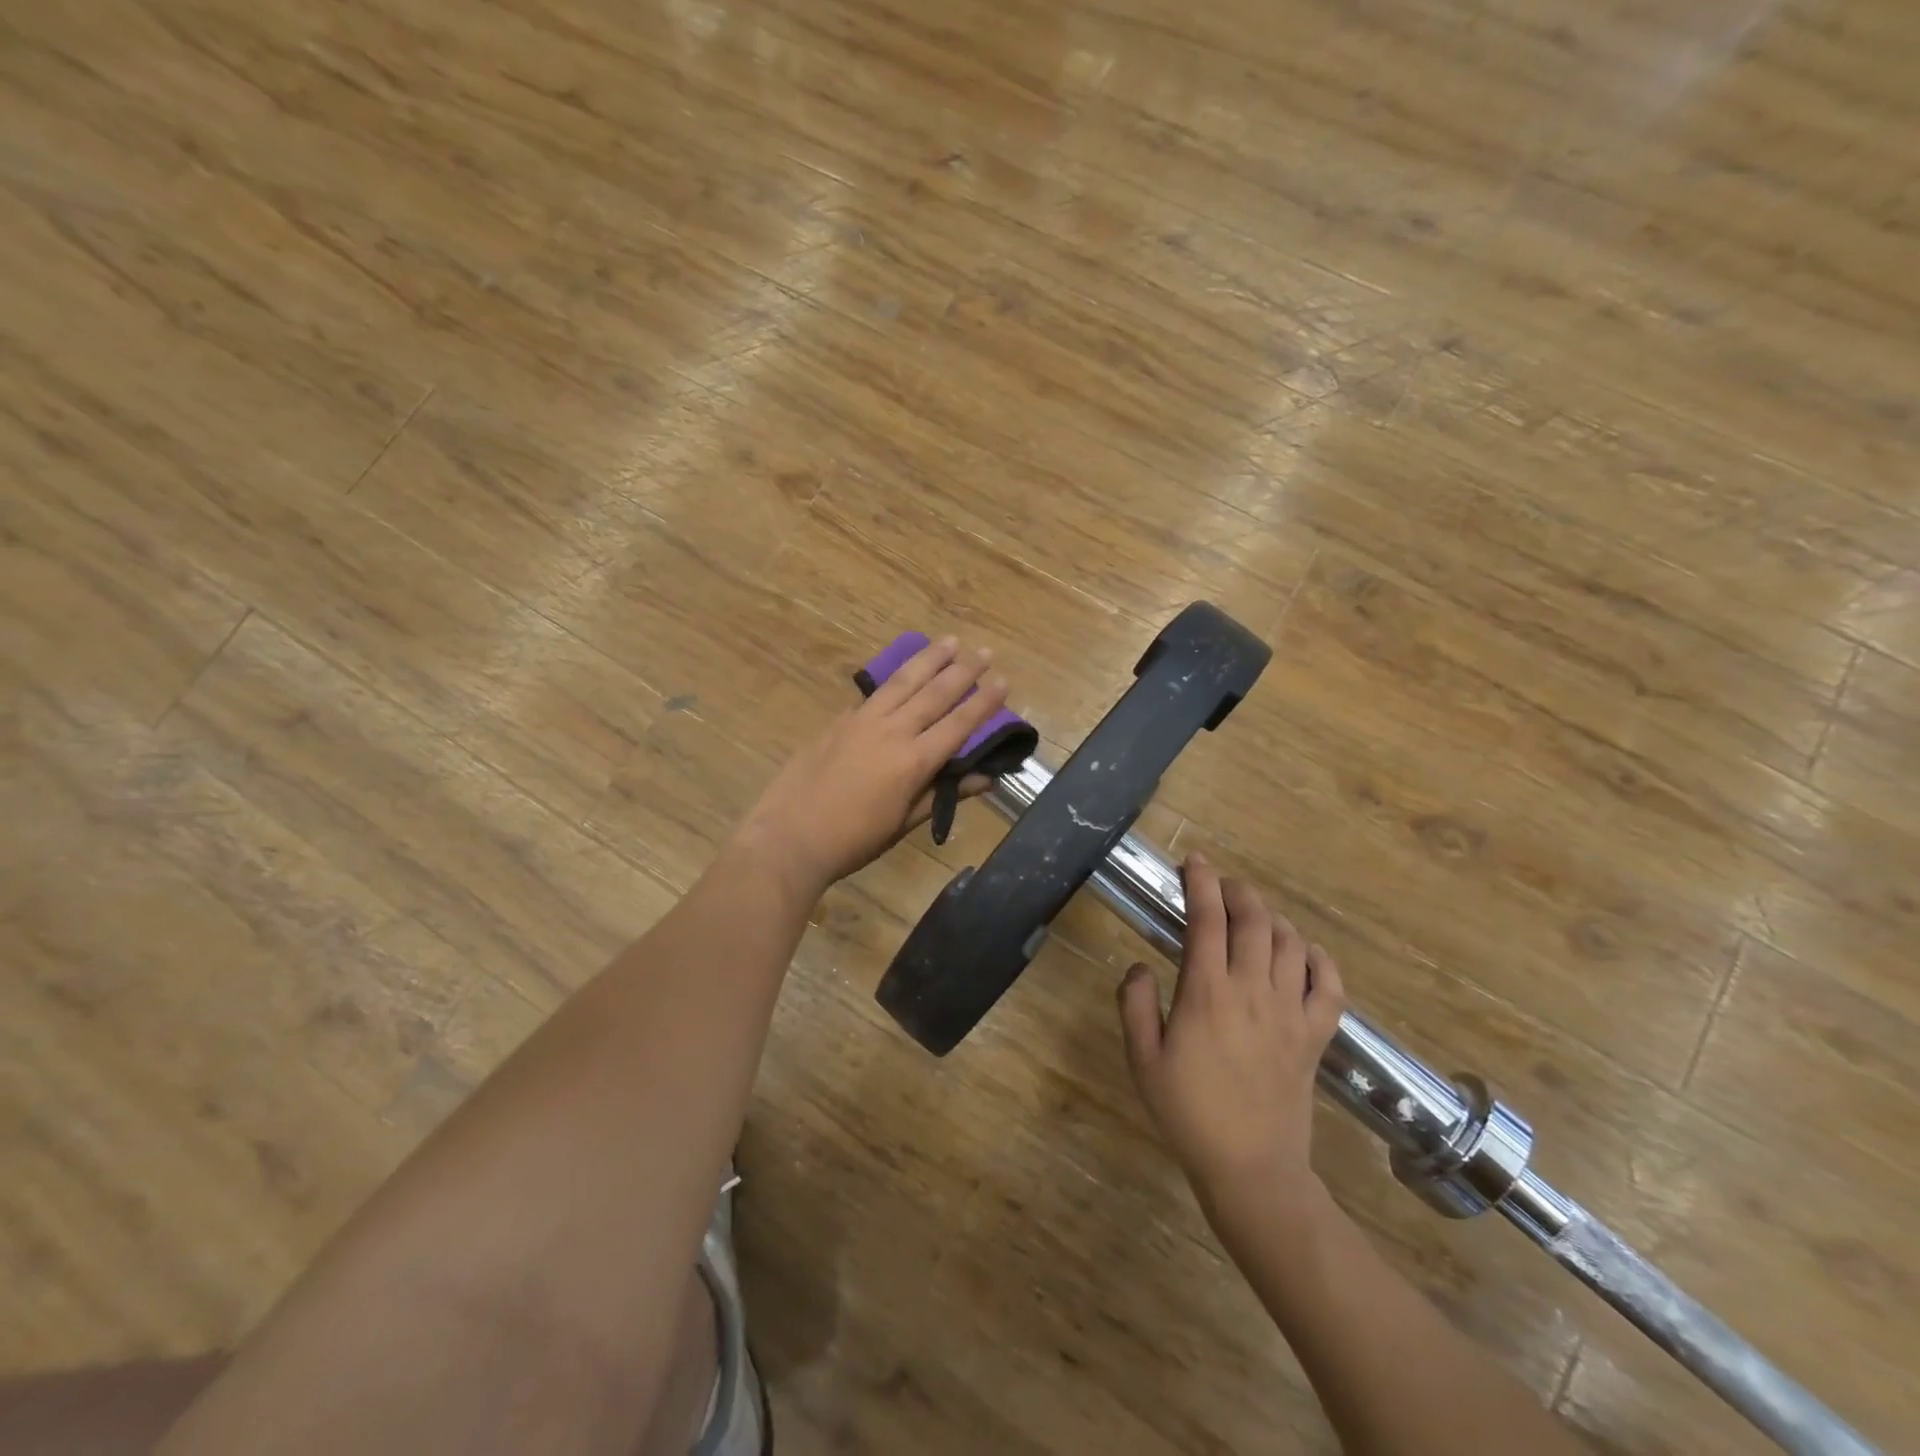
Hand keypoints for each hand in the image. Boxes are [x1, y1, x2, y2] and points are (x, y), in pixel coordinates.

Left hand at [732, 637, 1008, 897]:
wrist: (790, 836)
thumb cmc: (854, 839)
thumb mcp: (904, 823)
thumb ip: (944, 795)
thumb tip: (986, 778)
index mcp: (913, 761)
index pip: (958, 724)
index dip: (983, 703)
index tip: (1004, 680)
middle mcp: (892, 731)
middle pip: (934, 693)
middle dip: (963, 670)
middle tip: (984, 650)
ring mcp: (862, 721)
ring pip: (903, 682)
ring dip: (929, 659)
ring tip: (949, 641)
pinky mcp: (840, 720)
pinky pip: (876, 692)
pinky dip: (895, 677)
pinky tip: (903, 671)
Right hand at [1118, 853, 1345, 1212]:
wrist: (1250, 1167)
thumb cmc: (1187, 1112)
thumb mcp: (1142, 1059)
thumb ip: (1134, 1004)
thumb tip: (1139, 966)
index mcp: (1206, 993)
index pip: (1207, 920)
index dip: (1201, 883)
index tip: (1194, 862)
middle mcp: (1252, 991)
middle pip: (1254, 920)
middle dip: (1237, 891)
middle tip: (1221, 884)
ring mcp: (1290, 1012)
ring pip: (1290, 943)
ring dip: (1272, 918)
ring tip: (1253, 916)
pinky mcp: (1314, 1036)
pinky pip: (1329, 986)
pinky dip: (1319, 959)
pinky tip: (1303, 952)